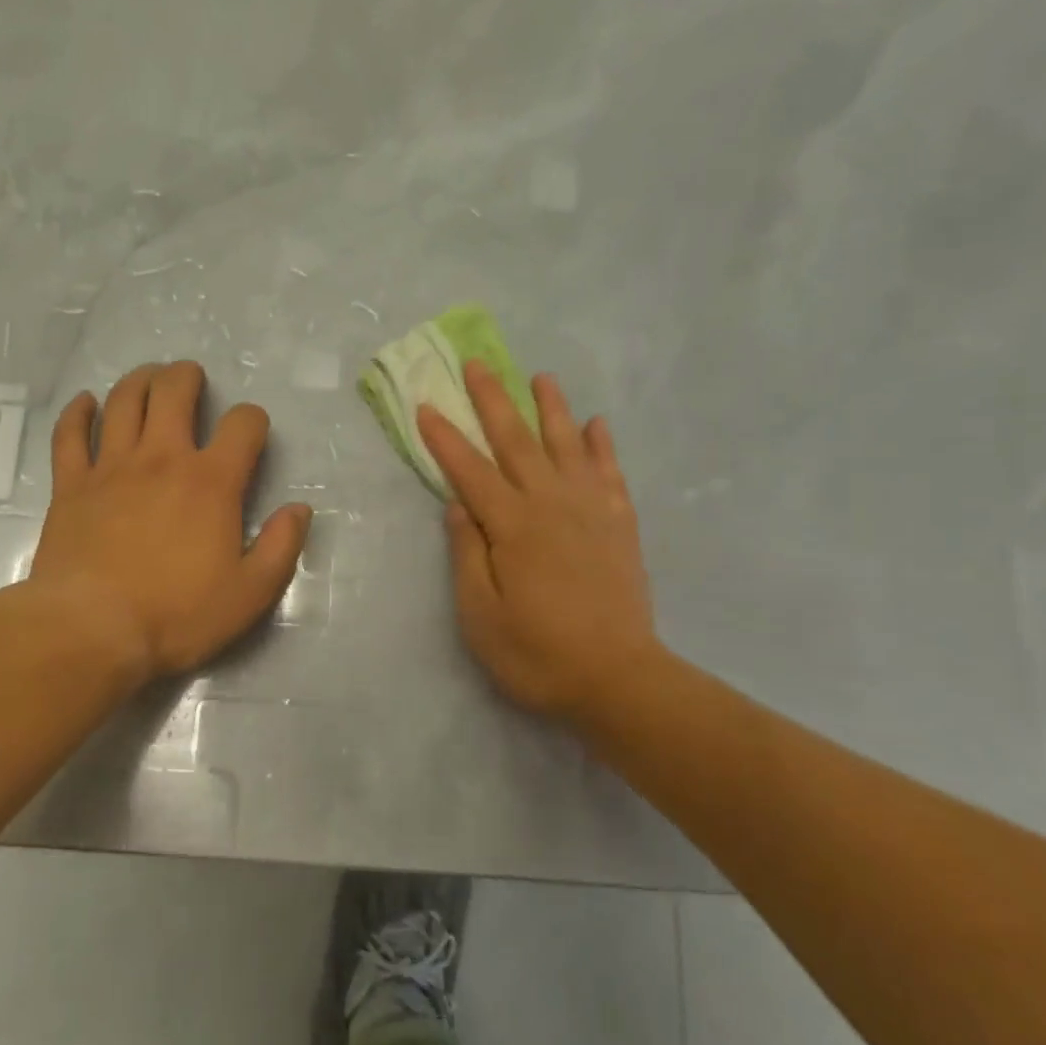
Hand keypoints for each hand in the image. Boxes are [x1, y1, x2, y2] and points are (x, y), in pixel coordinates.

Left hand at [27, 361, 311, 684]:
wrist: (91, 631)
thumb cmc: (177, 615)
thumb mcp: (250, 593)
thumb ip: (281, 547)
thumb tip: (299, 509)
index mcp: (211, 482)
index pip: (242, 425)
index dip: (252, 420)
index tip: (251, 433)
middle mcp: (162, 459)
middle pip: (174, 392)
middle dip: (187, 377)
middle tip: (192, 380)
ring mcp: (111, 467)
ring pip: (124, 401)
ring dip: (140, 380)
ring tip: (149, 378)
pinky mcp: (70, 485)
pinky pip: (70, 434)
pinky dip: (77, 412)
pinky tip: (85, 403)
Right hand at [418, 362, 659, 725]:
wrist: (618, 680)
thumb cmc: (536, 653)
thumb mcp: (481, 615)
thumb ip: (468, 554)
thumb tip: (457, 505)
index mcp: (512, 526)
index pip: (470, 471)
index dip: (445, 438)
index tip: (426, 405)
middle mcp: (551, 505)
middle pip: (517, 442)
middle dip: (493, 401)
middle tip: (477, 365)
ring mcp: (591, 511)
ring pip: (566, 445)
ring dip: (550, 408)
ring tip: (540, 377)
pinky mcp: (619, 525)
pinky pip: (609, 472)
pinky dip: (601, 445)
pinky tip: (596, 424)